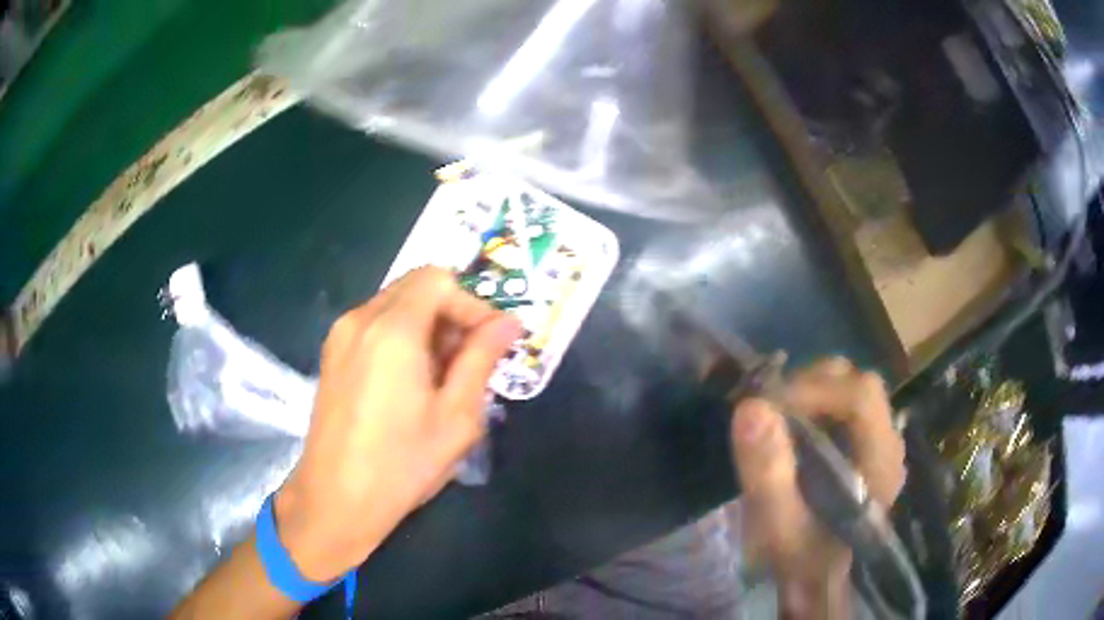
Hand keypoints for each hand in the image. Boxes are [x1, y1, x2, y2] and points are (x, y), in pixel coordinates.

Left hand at [275, 267, 520, 581]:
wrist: (336, 500)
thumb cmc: (402, 464)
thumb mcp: (456, 416)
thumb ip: (481, 359)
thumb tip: (508, 323)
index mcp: (392, 329)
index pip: (439, 280)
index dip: (472, 304)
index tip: (491, 342)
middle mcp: (360, 319)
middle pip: (415, 286)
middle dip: (451, 312)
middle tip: (471, 358)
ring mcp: (340, 335)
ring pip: (395, 304)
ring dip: (427, 325)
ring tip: (443, 375)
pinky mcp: (332, 354)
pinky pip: (374, 324)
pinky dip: (402, 336)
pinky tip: (411, 382)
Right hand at [730, 358, 904, 618]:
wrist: (817, 575)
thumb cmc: (801, 556)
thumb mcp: (778, 525)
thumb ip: (768, 472)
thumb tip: (751, 406)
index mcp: (881, 462)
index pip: (860, 397)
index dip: (813, 390)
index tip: (768, 407)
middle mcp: (890, 442)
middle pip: (858, 383)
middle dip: (811, 386)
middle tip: (771, 411)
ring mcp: (882, 439)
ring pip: (852, 386)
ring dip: (812, 391)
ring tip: (780, 418)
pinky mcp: (868, 441)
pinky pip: (845, 402)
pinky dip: (816, 402)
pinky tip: (795, 428)